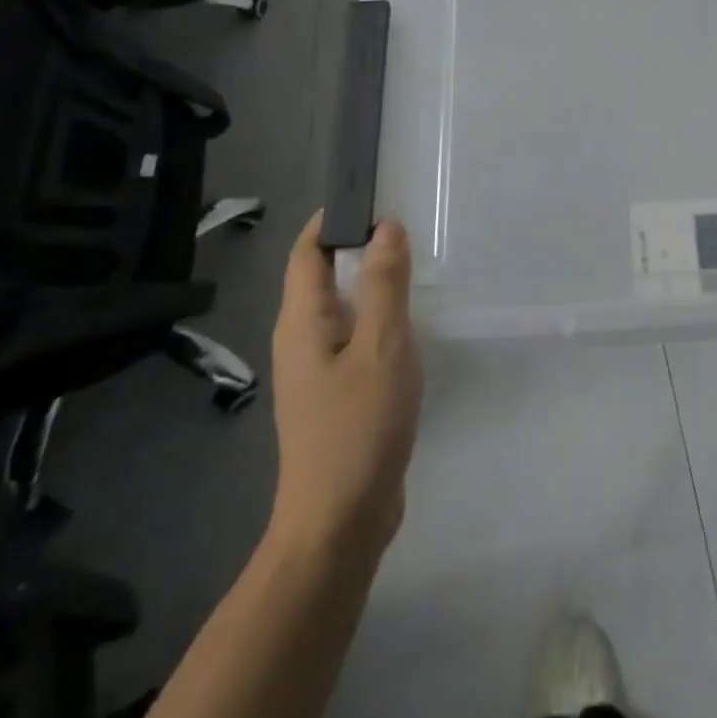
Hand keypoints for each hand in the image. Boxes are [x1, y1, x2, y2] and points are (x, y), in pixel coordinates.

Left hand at [267, 213, 422, 560]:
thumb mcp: (382, 346)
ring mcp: (317, 369)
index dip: (333, 217)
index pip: (307, 250)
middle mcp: (301, 339)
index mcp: (301, 321)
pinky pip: (354, 335)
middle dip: (358, 243)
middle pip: (321, 274)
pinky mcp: (337, 393)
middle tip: (408, 222)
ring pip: (341, 306)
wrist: (340, 525)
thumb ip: (384, 284)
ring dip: (371, 280)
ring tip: (415, 262)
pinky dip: (378, 315)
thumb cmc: (357, 428)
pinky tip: (410, 321)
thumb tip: (385, 226)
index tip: (373, 192)